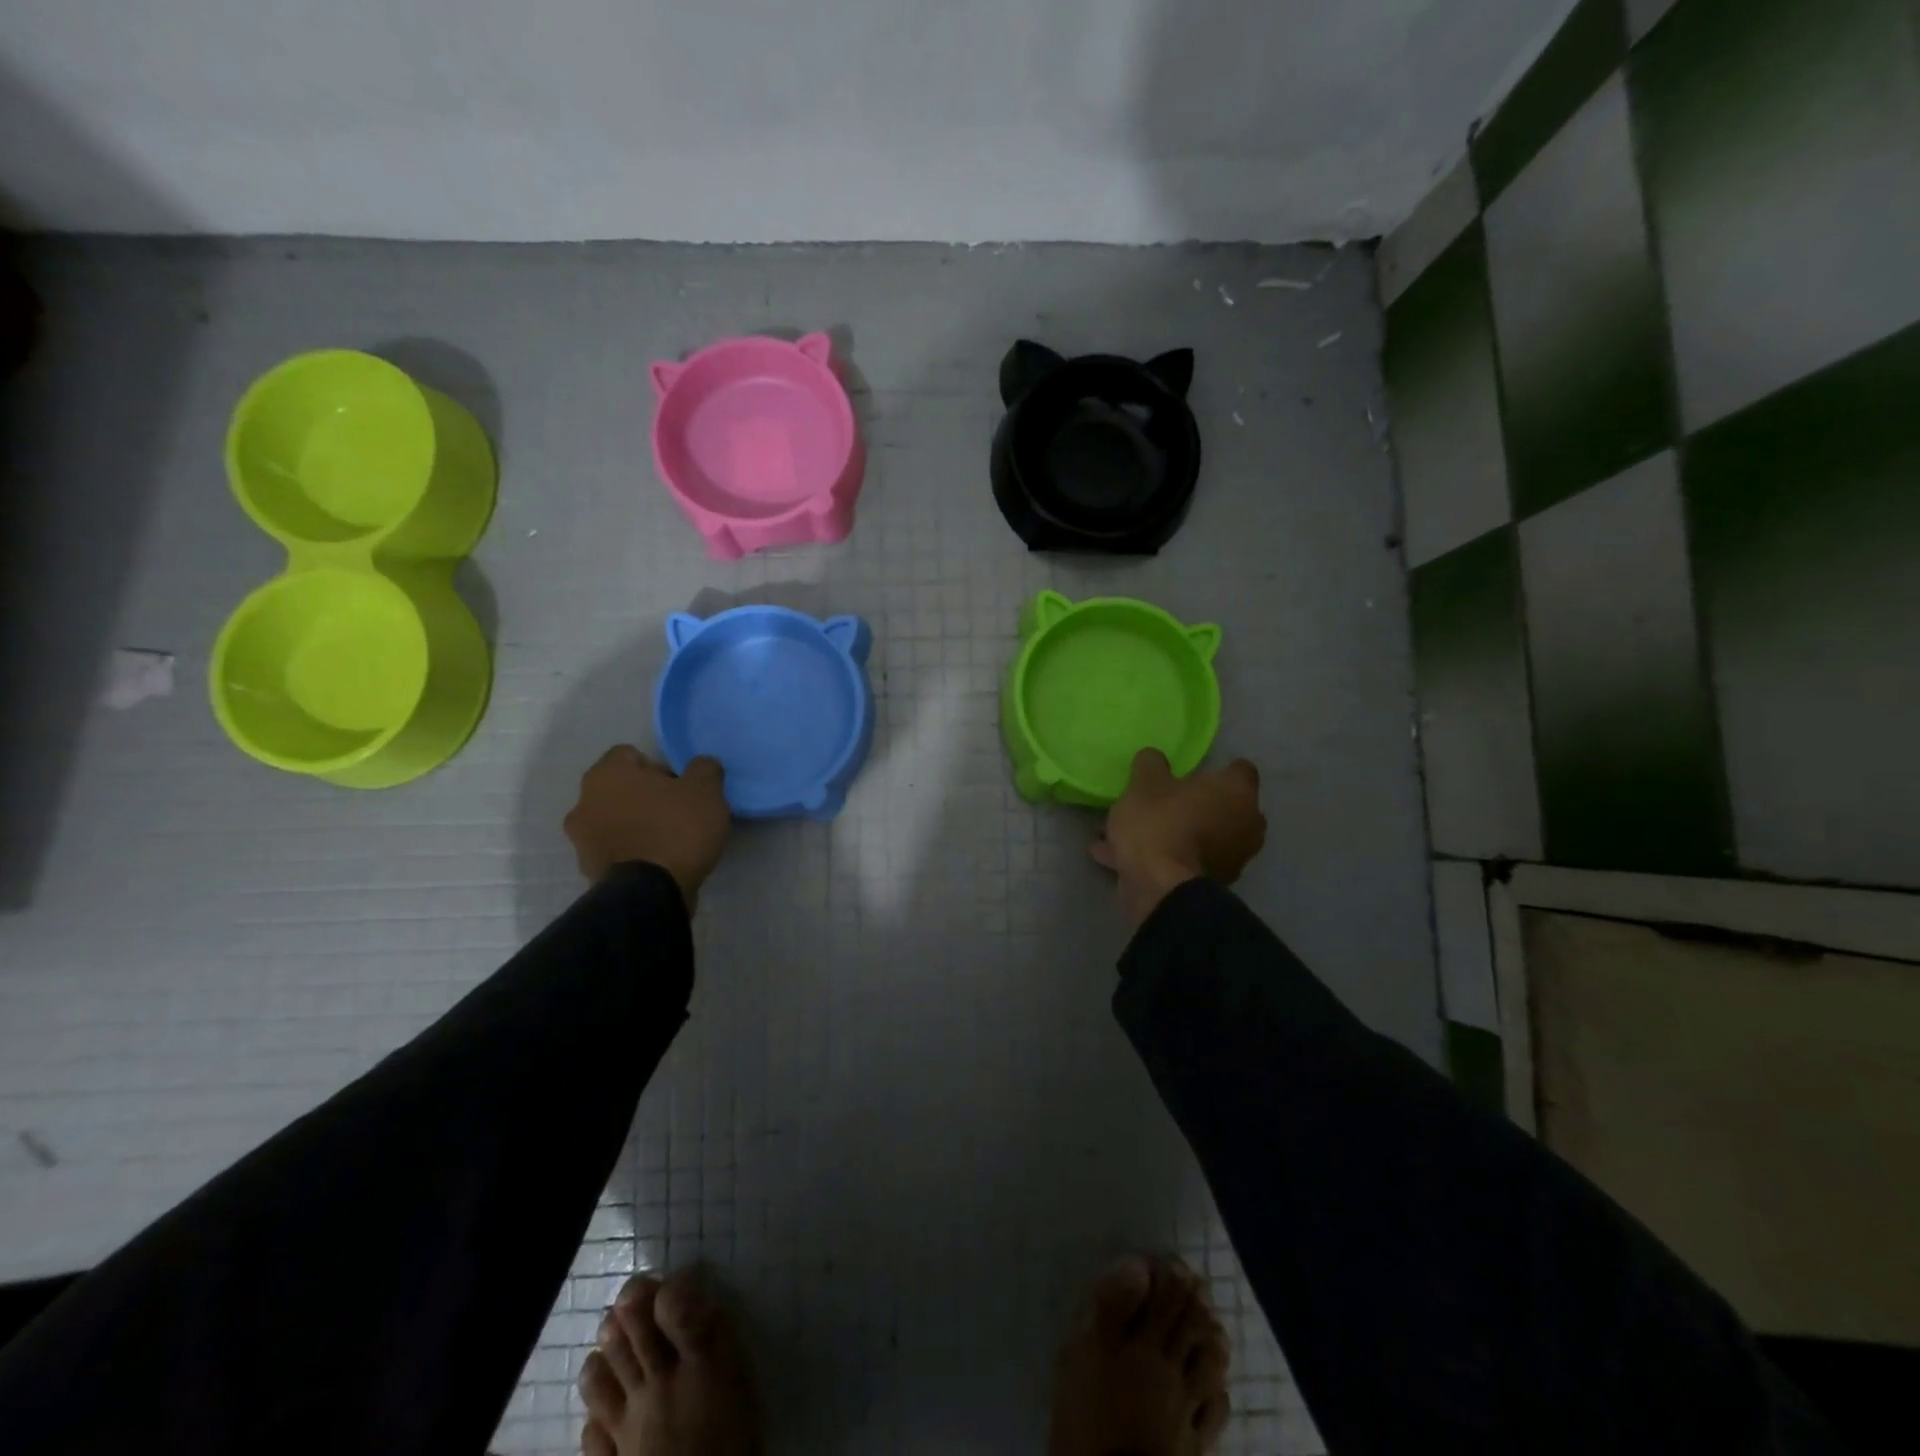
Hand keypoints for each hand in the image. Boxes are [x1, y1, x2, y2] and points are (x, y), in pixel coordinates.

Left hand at [564, 746, 729, 908]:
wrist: (651, 895)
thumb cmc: (675, 830)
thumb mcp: (706, 790)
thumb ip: (704, 768)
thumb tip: (701, 766)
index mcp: (606, 774)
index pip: (630, 755)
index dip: (659, 767)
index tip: (682, 787)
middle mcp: (584, 801)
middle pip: (620, 789)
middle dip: (646, 797)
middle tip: (679, 812)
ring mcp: (582, 840)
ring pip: (615, 820)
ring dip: (637, 825)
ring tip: (670, 840)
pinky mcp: (590, 871)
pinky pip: (616, 850)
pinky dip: (634, 852)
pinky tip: (660, 862)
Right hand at [1091, 749, 1265, 929]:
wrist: (1161, 888)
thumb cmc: (1160, 823)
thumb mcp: (1144, 784)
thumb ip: (1151, 764)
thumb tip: (1154, 757)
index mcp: (1237, 791)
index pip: (1239, 769)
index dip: (1216, 770)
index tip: (1191, 774)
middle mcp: (1246, 823)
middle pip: (1224, 806)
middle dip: (1197, 805)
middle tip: (1163, 803)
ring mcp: (1234, 858)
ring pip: (1202, 837)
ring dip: (1176, 834)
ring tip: (1132, 834)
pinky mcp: (1213, 884)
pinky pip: (1185, 862)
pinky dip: (1162, 859)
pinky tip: (1119, 858)